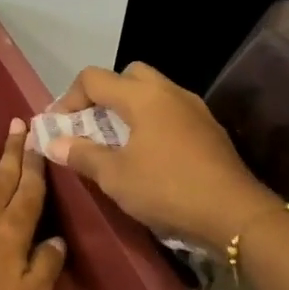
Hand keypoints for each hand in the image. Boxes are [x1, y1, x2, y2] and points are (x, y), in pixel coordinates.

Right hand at [46, 62, 276, 251]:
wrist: (235, 214)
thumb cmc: (167, 189)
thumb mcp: (115, 177)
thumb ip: (82, 155)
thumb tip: (53, 142)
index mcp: (142, 96)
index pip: (94, 78)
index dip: (69, 98)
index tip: (59, 127)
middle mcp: (169, 92)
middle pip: (128, 76)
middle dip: (104, 95)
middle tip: (91, 126)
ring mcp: (194, 109)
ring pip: (153, 92)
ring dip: (130, 109)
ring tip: (117, 142)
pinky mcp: (209, 129)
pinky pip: (171, 112)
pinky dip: (153, 123)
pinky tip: (149, 155)